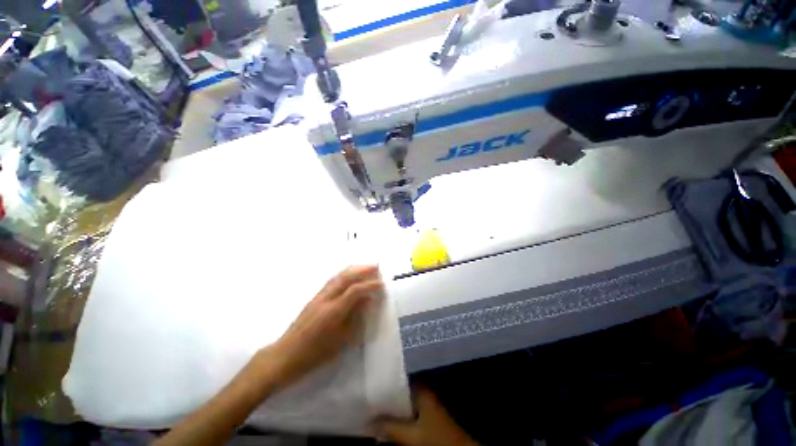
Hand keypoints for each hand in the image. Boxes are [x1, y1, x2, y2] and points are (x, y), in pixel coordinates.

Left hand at [262, 265, 382, 387]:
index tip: (382, 283)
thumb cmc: (315, 354)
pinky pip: (332, 280)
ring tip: (365, 267)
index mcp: (334, 311)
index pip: (355, 290)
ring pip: (338, 276)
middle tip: (376, 266)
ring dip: (353, 269)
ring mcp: (318, 296)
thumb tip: (367, 301)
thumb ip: (355, 318)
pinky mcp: (314, 297)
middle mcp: (326, 299)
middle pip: (346, 277)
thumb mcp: (340, 341)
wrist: (285, 355)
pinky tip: (349, 275)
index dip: (370, 285)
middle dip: (362, 270)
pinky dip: (344, 274)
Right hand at [375, 387, 479, 445]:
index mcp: (421, 391)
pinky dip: (398, 418)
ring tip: (373, 411)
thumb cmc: (437, 439)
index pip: (399, 380)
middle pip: (400, 393)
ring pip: (403, 404)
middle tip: (368, 401)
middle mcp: (423, 394)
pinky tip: (387, 423)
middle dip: (386, 399)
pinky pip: (408, 413)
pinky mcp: (427, 417)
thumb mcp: (412, 435)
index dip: (385, 384)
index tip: (370, 386)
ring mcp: (426, 406)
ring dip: (391, 410)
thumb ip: (391, 427)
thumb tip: (369, 421)